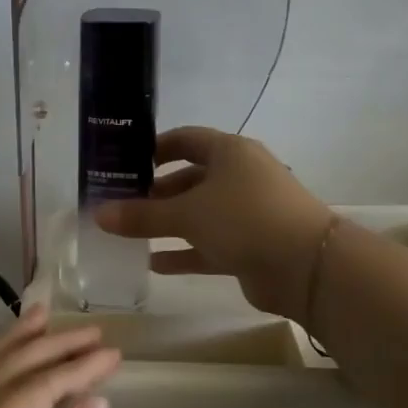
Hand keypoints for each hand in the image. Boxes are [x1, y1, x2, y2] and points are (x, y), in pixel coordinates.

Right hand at [94, 126, 333, 321]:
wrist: (309, 267)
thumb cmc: (245, 219)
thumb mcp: (187, 214)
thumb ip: (141, 215)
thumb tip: (99, 214)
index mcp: (229, 153)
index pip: (185, 140)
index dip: (154, 149)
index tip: (124, 163)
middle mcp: (239, 177)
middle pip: (189, 179)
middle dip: (155, 193)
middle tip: (120, 205)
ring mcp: (247, 213)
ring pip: (198, 214)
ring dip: (167, 224)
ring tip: (129, 234)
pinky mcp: (250, 246)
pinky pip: (208, 245)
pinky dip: (183, 253)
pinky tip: (153, 264)